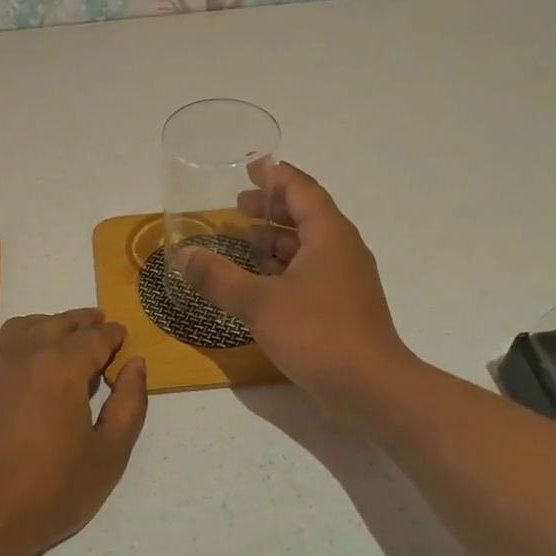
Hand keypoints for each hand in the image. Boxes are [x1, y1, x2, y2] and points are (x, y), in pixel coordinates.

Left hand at [0, 310, 148, 555]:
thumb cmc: (52, 491)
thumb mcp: (109, 453)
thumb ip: (128, 403)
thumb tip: (135, 365)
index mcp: (60, 366)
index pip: (94, 337)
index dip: (112, 334)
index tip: (122, 335)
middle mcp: (22, 355)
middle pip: (57, 324)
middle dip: (82, 322)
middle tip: (98, 324)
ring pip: (22, 328)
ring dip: (48, 325)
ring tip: (62, 336)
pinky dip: (20, 343)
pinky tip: (27, 365)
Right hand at [176, 162, 410, 415]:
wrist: (371, 389)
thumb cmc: (318, 333)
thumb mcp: (259, 303)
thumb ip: (219, 278)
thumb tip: (184, 256)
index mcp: (330, 236)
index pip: (302, 190)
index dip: (276, 176)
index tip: (252, 167)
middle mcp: (342, 252)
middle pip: (307, 217)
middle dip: (272, 209)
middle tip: (238, 207)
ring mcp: (344, 283)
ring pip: (308, 249)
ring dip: (276, 242)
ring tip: (243, 241)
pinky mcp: (341, 310)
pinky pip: (309, 276)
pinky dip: (283, 270)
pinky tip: (258, 285)